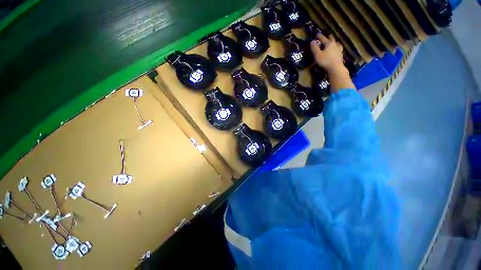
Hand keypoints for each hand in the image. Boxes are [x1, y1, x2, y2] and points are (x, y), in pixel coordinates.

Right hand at [310, 34, 344, 73]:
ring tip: (334, 42)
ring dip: (335, 42)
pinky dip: (338, 48)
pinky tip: (338, 50)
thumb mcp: (317, 55)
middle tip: (328, 35)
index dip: (319, 36)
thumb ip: (314, 48)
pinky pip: (339, 49)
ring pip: (337, 43)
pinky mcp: (341, 55)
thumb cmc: (325, 61)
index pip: (323, 38)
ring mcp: (339, 50)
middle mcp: (335, 45)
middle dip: (329, 37)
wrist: (335, 68)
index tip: (317, 34)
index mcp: (329, 43)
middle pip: (332, 39)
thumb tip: (312, 41)